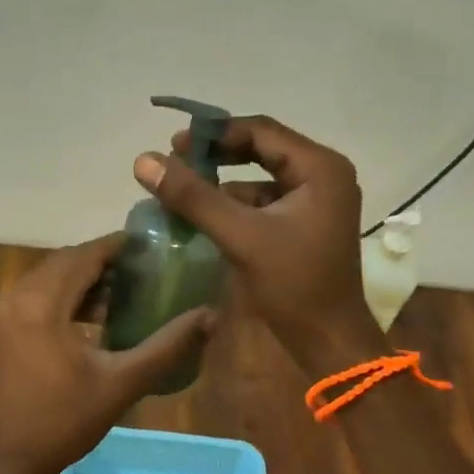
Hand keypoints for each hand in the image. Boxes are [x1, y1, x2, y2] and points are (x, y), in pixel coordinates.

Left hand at [0, 233, 214, 473]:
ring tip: (126, 289)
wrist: (11, 459)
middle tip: (143, 267)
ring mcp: (4, 312)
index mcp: (40, 304)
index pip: (83, 257)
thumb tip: (210, 316)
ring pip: (50, 276)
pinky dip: (66, 295)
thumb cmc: (66, 421)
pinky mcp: (2, 326)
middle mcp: (16, 297)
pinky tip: (96, 314)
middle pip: (65, 262)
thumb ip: (167, 345)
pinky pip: (38, 294)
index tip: (150, 245)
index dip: (117, 246)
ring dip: (84, 277)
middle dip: (103, 260)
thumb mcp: (123, 382)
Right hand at [134, 116, 383, 370]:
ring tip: (184, 189)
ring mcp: (318, 201)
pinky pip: (266, 200)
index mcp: (319, 168)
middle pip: (263, 149)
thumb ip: (194, 196)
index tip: (174, 143)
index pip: (261, 131)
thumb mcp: (241, 236)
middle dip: (219, 155)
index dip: (216, 133)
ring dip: (224, 180)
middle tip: (176, 161)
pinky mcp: (306, 223)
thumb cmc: (294, 284)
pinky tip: (207, 215)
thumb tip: (144, 160)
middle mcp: (324, 175)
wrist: (329, 341)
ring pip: (262, 177)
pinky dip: (236, 203)